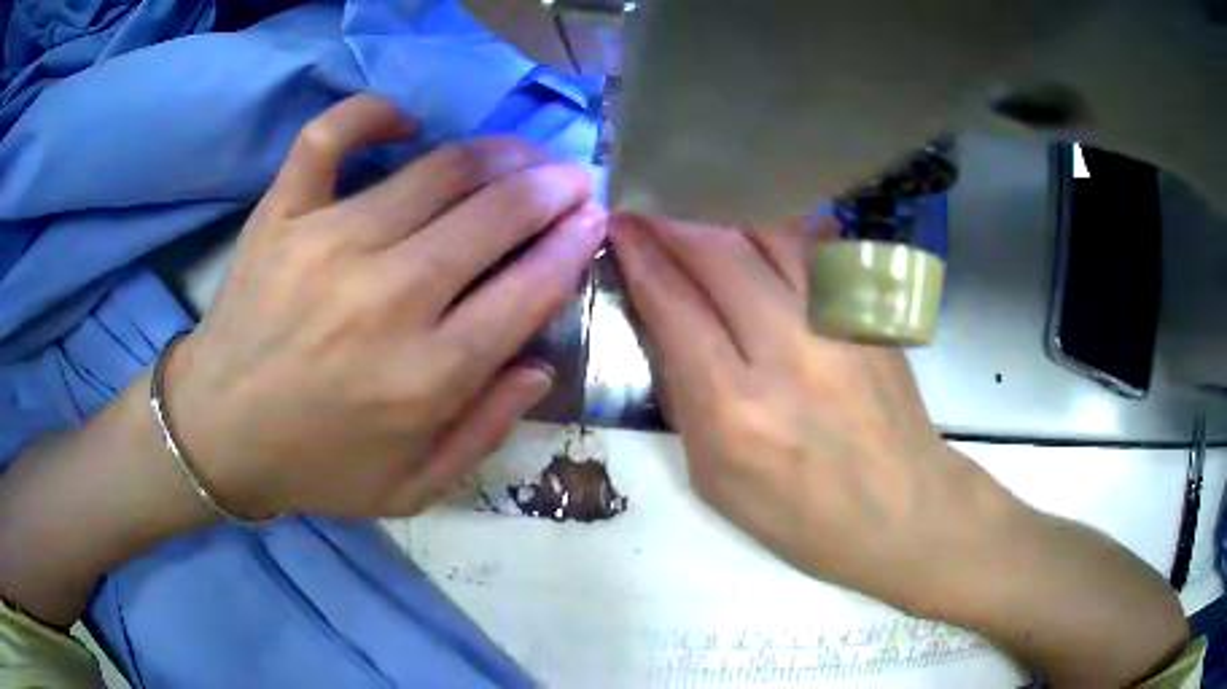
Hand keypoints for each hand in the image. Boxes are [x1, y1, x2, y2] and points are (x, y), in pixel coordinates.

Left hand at [168, 95, 605, 518]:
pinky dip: (372, 113)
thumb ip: (486, 432)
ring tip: (520, 154)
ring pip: (438, 170)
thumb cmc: (317, 466)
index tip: (593, 220)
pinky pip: (330, 136)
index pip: (530, 287)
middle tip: (571, 178)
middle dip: (552, 187)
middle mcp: (388, 296)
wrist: (217, 434)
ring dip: (497, 153)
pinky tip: (404, 122)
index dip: (574, 243)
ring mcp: (328, 243)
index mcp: (427, 374)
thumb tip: (539, 362)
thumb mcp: (414, 488)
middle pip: (496, 215)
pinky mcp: (282, 214)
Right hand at [609, 214, 988, 604]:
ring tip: (694, 204)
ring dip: (724, 213)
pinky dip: (777, 229)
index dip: (640, 256)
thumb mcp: (715, 480)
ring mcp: (840, 326)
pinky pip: (818, 251)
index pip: (675, 306)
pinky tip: (757, 224)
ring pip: (773, 237)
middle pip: (720, 255)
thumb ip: (685, 398)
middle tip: (645, 204)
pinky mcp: (871, 316)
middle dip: (672, 219)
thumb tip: (666, 323)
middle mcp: (789, 354)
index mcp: (736, 411)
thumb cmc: (801, 518)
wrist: (905, 512)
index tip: (618, 226)